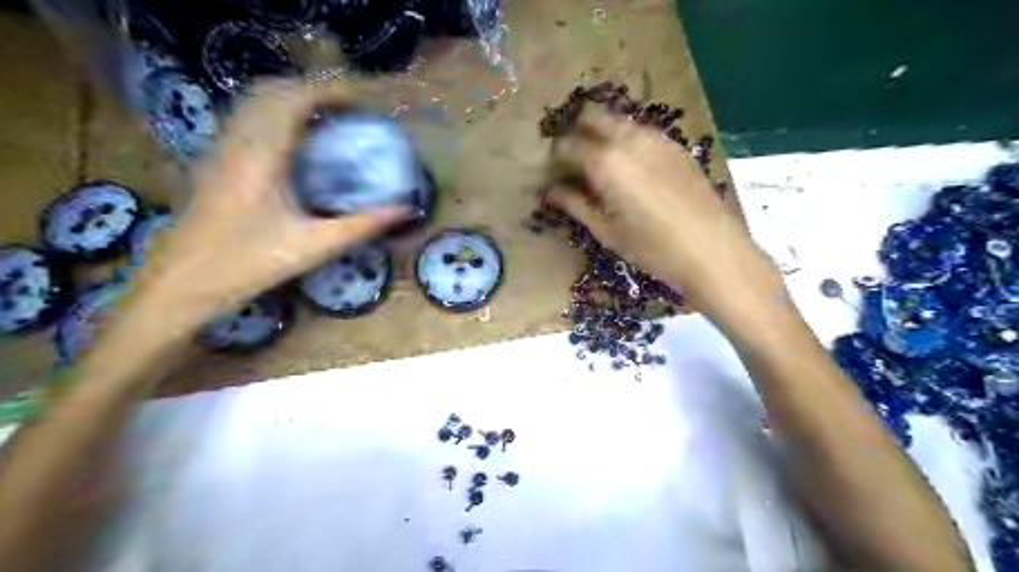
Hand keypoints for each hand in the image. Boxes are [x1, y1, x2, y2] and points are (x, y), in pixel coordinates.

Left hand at [139, 81, 408, 320]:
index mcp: (263, 155)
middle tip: (345, 111)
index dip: (329, 93)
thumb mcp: (314, 246)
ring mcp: (219, 148)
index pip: (294, 100)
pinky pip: (244, 119)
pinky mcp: (212, 161)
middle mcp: (237, 141)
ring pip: (253, 102)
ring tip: (323, 121)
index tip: (360, 104)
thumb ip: (362, 225)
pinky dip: (272, 115)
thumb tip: (405, 210)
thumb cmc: (249, 264)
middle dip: (311, 91)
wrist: (181, 282)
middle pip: (271, 91)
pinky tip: (291, 144)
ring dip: (290, 100)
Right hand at [550, 108, 780, 313]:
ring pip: (619, 122)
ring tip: (599, 163)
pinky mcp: (675, 145)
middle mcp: (628, 139)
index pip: (567, 145)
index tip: (551, 172)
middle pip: (593, 118)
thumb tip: (550, 191)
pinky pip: (642, 132)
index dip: (554, 157)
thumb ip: (575, 204)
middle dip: (577, 132)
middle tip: (572, 160)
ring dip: (602, 133)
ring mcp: (656, 138)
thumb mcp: (606, 230)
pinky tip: (630, 166)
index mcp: (605, 161)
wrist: (711, 249)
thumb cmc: (651, 247)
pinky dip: (627, 140)